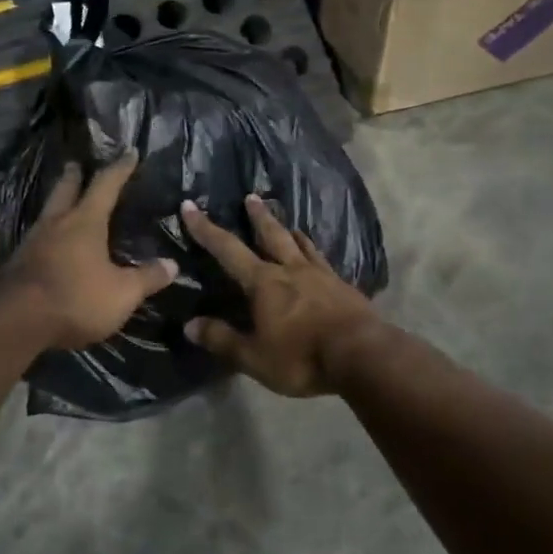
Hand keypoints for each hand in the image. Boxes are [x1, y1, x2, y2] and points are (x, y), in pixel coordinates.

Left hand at [0, 150, 178, 350]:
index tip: (130, 152)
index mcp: (85, 221)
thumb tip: (172, 264)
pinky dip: (48, 232)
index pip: (106, 185)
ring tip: (64, 201)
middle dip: (74, 176)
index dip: (120, 168)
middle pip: (65, 190)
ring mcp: (33, 242)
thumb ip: (146, 278)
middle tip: (76, 164)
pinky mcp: (18, 263)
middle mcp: (57, 223)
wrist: (15, 320)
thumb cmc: (76, 298)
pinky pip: (37, 237)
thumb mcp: (122, 293)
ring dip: (57, 202)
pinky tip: (50, 241)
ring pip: (48, 212)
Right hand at [180, 194, 381, 397]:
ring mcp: (321, 276)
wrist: (362, 356)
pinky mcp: (344, 287)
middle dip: (258, 216)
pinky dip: (315, 253)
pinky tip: (319, 259)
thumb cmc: (302, 357)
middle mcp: (291, 270)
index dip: (206, 229)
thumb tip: (189, 324)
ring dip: (290, 230)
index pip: (227, 250)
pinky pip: (324, 262)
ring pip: (302, 245)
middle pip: (271, 235)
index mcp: (264, 283)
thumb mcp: (254, 357)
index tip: (190, 206)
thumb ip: (222, 339)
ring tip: (288, 222)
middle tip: (251, 196)